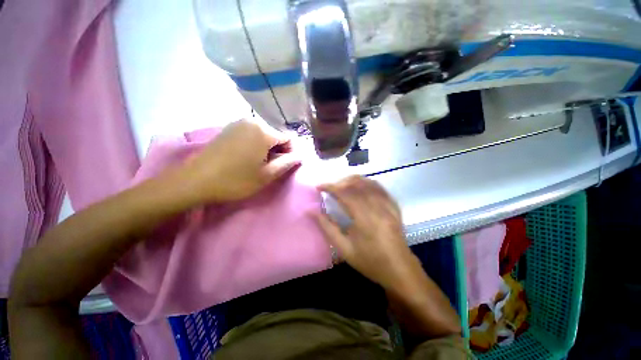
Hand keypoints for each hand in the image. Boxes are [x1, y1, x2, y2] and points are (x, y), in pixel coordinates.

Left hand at [177, 119, 300, 203]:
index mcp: (263, 131)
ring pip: (263, 135)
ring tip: (257, 164)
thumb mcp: (267, 175)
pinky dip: (255, 145)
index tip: (282, 167)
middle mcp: (252, 121)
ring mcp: (238, 123)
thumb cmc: (236, 180)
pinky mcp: (228, 128)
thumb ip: (287, 163)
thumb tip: (300, 156)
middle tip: (269, 168)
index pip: (288, 138)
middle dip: (277, 150)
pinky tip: (246, 158)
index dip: (289, 153)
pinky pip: (251, 134)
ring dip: (266, 149)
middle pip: (275, 135)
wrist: (196, 181)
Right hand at [312, 176, 418, 289]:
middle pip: (357, 184)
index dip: (330, 187)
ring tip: (342, 186)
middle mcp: (378, 207)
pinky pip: (380, 188)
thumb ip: (327, 227)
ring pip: (369, 183)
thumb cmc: (369, 262)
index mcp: (364, 218)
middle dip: (340, 183)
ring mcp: (388, 205)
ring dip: (353, 181)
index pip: (345, 193)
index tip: (319, 186)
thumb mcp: (344, 249)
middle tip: (330, 189)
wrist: (399, 270)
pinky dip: (367, 183)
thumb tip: (312, 211)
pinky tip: (360, 187)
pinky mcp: (394, 206)